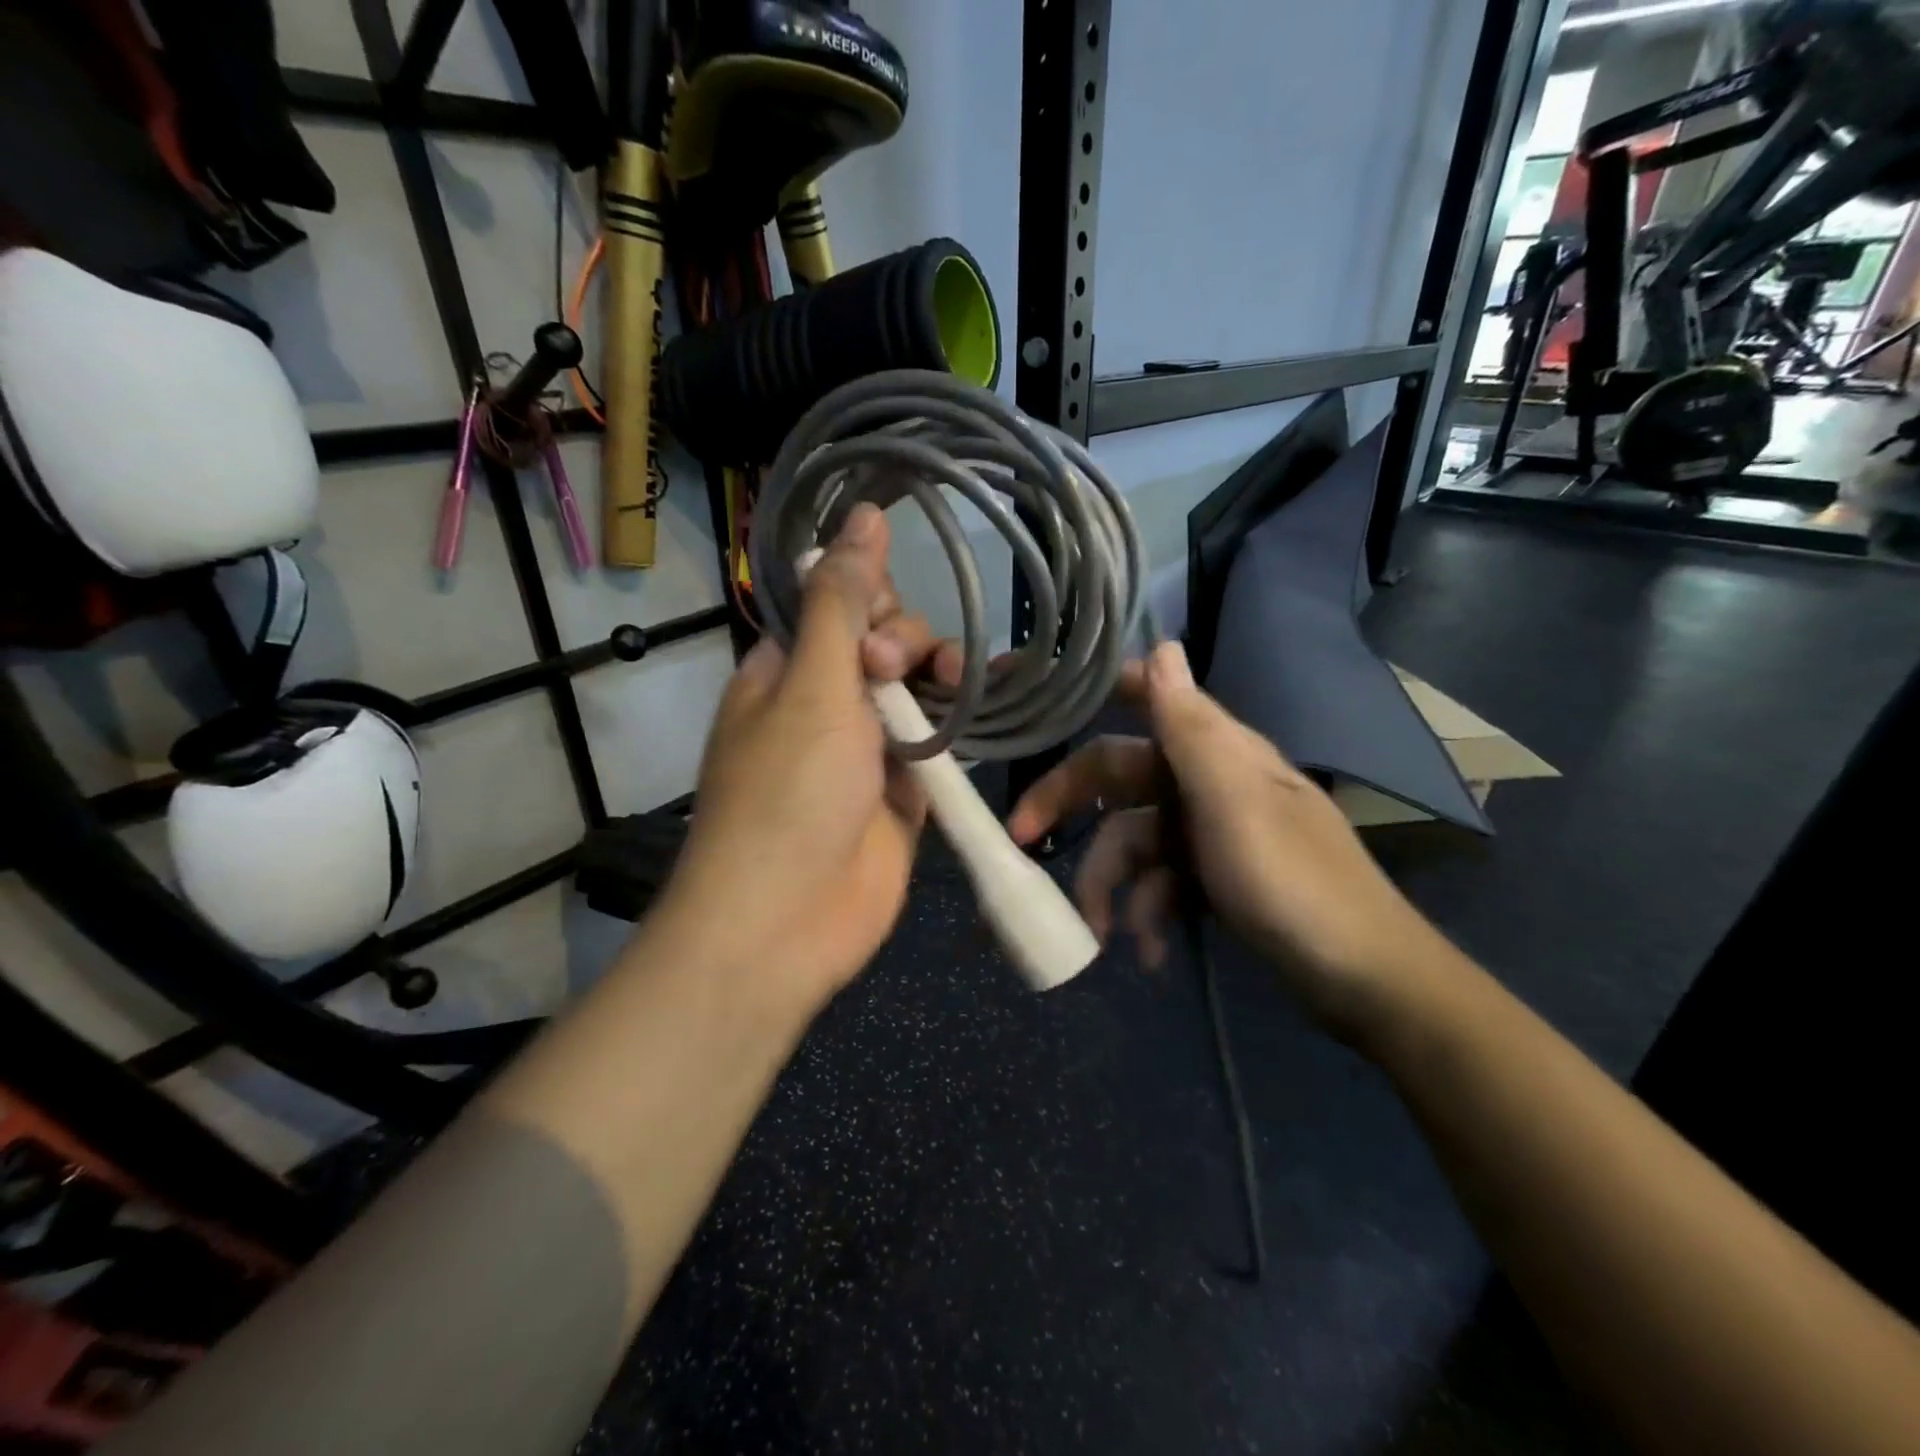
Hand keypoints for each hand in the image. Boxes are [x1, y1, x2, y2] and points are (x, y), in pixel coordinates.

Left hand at [654, 505, 935, 1013]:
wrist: (788, 922)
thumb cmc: (788, 793)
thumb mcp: (812, 686)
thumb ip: (844, 602)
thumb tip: (864, 515)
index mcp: (783, 673)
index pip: (832, 607)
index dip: (865, 597)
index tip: (881, 611)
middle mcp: (823, 706)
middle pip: (880, 646)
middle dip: (901, 643)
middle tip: (893, 671)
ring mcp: (865, 752)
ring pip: (914, 692)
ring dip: (939, 678)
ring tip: (955, 687)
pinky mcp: (902, 793)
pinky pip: (936, 743)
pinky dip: (958, 724)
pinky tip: (987, 701)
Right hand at [1008, 641, 1446, 1042]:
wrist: (1365, 983)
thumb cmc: (1294, 885)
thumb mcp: (1233, 803)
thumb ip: (1192, 728)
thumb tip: (1163, 642)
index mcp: (1215, 751)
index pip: (1146, 698)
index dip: (1091, 689)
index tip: (1033, 698)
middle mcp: (1208, 782)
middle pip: (1118, 776)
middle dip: (1069, 806)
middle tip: (1019, 838)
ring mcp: (1210, 833)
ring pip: (1132, 840)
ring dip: (1112, 885)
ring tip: (1103, 936)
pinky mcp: (1213, 878)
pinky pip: (1160, 884)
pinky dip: (1147, 914)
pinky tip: (1150, 953)